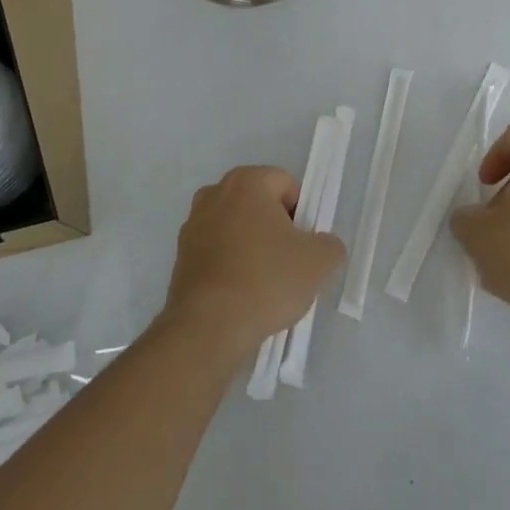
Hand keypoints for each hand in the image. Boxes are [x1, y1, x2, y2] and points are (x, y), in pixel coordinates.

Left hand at [160, 165, 345, 362]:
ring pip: (236, 227)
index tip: (304, 244)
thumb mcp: (318, 262)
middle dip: (275, 227)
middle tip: (288, 262)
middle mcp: (214, 194)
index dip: (302, 213)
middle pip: (258, 203)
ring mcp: (193, 224)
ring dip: (252, 245)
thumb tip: (322, 245)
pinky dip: (231, 264)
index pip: (285, 184)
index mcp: (246, 182)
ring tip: (264, 282)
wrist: (208, 326)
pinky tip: (241, 294)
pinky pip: (217, 251)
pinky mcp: (180, 256)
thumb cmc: (266, 280)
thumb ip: (329, 244)